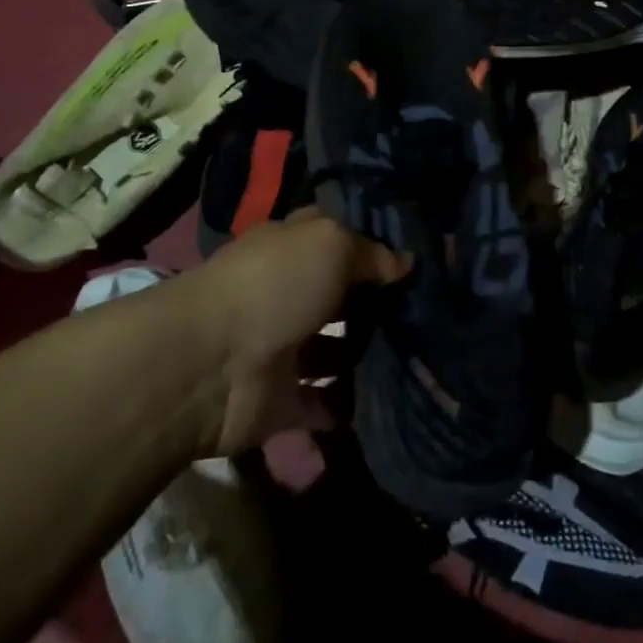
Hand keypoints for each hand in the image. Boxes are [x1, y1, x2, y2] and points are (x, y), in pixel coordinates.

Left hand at [192, 211, 408, 454]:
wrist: (210, 366)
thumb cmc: (274, 286)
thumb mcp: (331, 245)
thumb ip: (371, 254)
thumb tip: (406, 262)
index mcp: (292, 249)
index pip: (336, 236)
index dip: (372, 242)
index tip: (418, 253)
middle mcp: (288, 294)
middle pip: (342, 296)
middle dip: (381, 304)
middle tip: (433, 311)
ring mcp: (286, 349)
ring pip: (338, 351)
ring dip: (372, 356)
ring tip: (424, 359)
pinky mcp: (284, 402)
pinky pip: (327, 404)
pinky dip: (352, 407)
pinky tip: (396, 399)